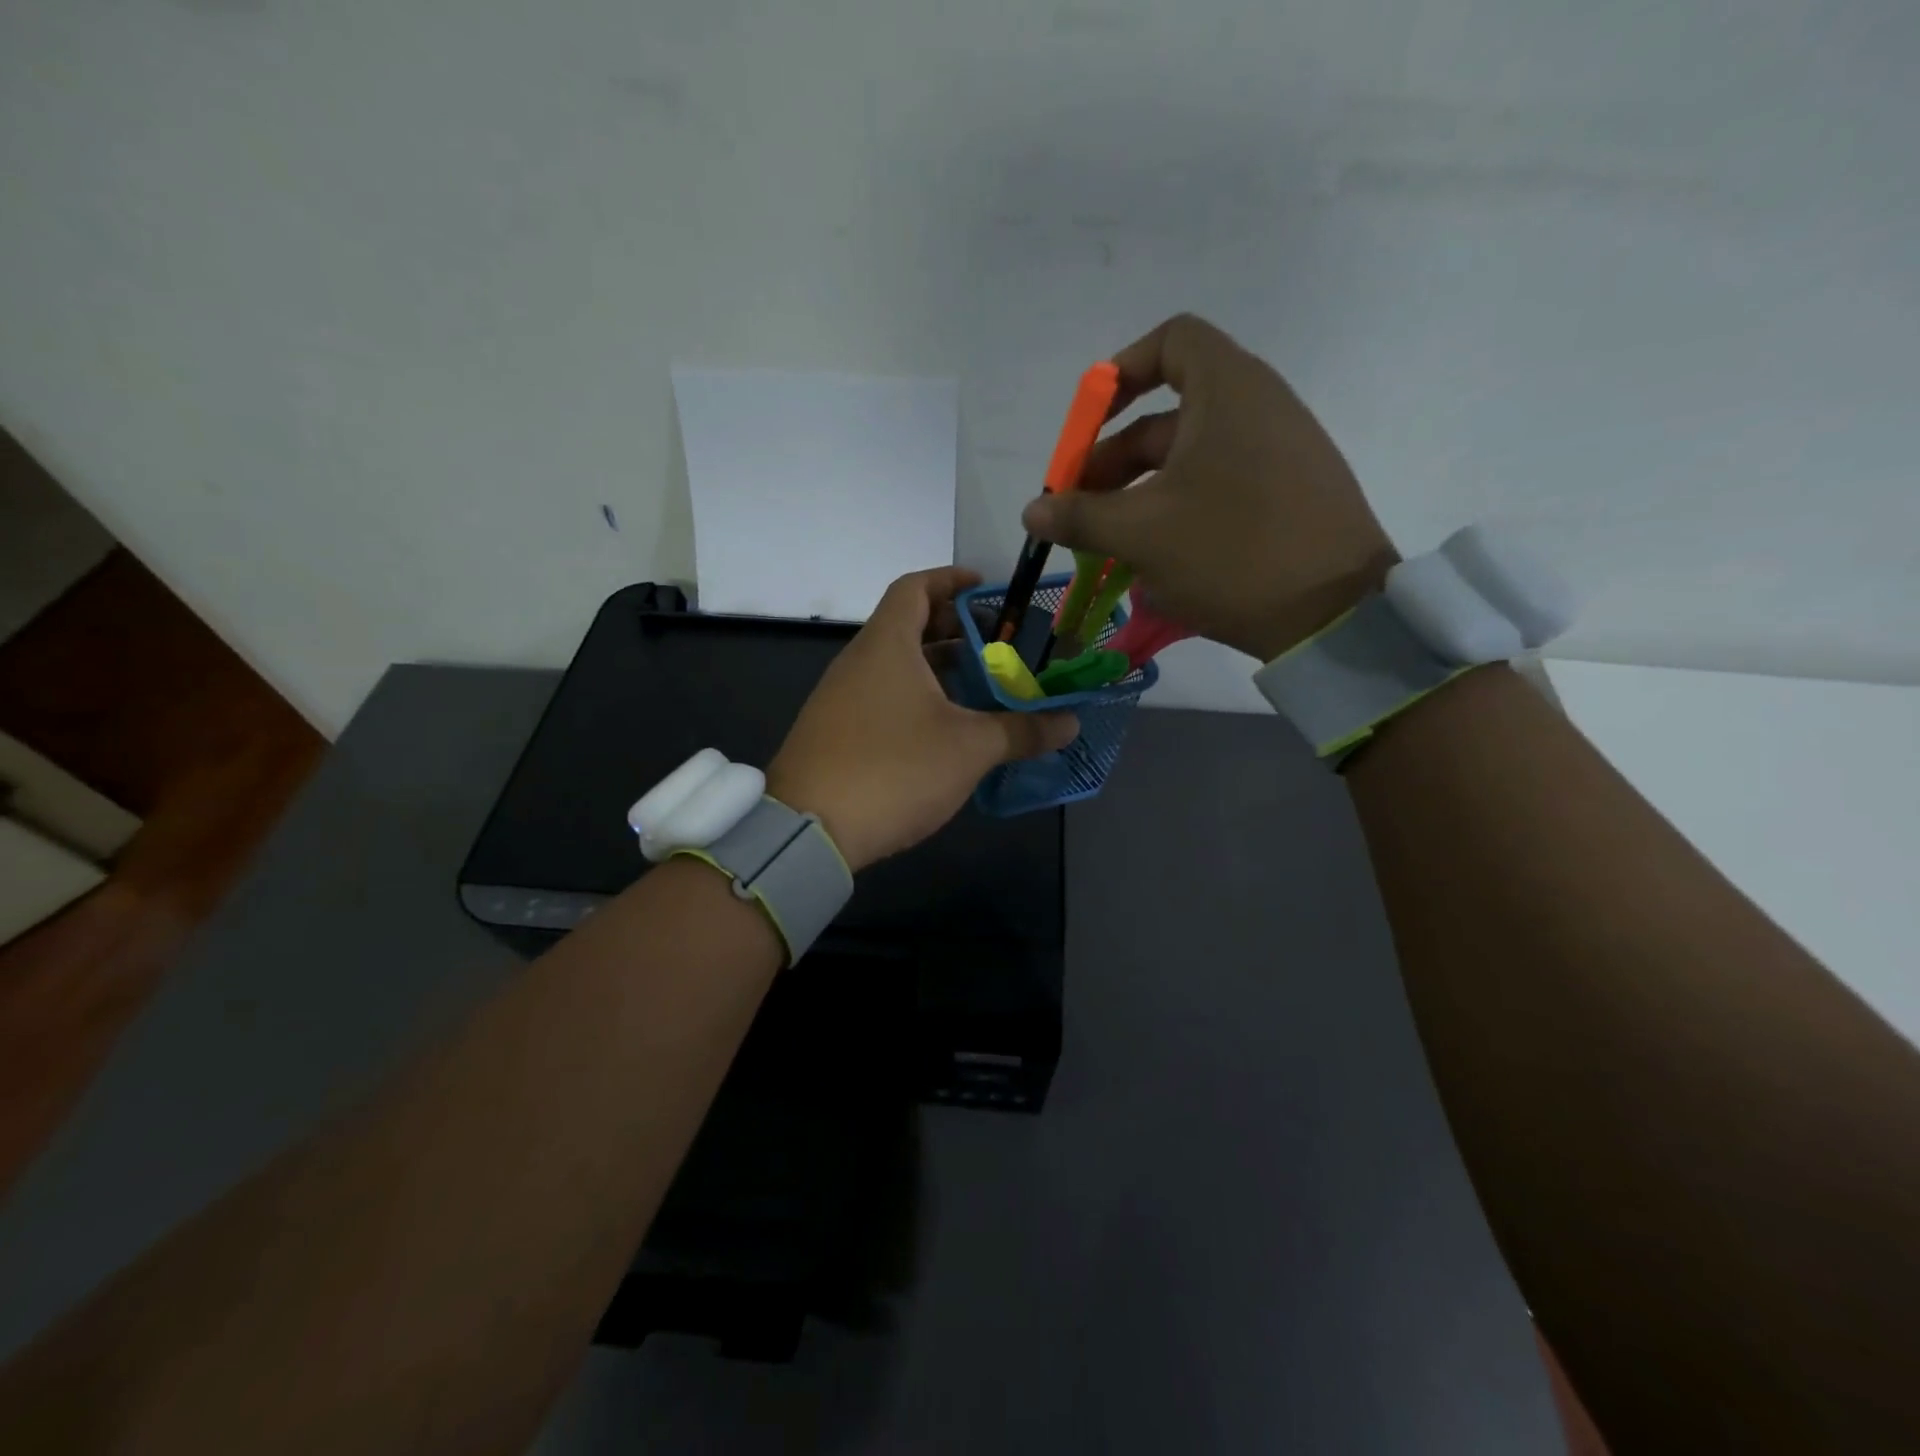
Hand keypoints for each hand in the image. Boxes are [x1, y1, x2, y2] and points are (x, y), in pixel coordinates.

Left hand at [767, 568, 1078, 871]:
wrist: (809, 829)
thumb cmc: (895, 769)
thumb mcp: (969, 749)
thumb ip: (1022, 731)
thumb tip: (1070, 723)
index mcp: (887, 644)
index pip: (915, 587)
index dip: (950, 579)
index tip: (985, 588)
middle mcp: (859, 661)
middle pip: (908, 626)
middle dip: (955, 631)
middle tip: (999, 647)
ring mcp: (841, 698)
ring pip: (896, 667)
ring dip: (939, 670)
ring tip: (982, 690)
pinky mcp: (836, 732)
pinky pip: (883, 698)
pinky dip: (917, 699)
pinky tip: (946, 731)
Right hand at [1021, 314, 1397, 663]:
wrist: (1335, 613)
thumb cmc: (1231, 552)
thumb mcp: (1142, 534)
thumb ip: (1080, 516)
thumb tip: (1032, 512)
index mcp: (1229, 391)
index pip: (1172, 342)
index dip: (1122, 372)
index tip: (1088, 422)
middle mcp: (1260, 407)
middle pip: (1170, 413)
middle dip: (1113, 458)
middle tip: (1078, 507)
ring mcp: (1281, 453)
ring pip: (1192, 458)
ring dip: (1141, 491)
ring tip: (1109, 542)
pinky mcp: (1290, 495)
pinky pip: (1221, 486)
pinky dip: (1180, 508)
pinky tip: (1157, 558)